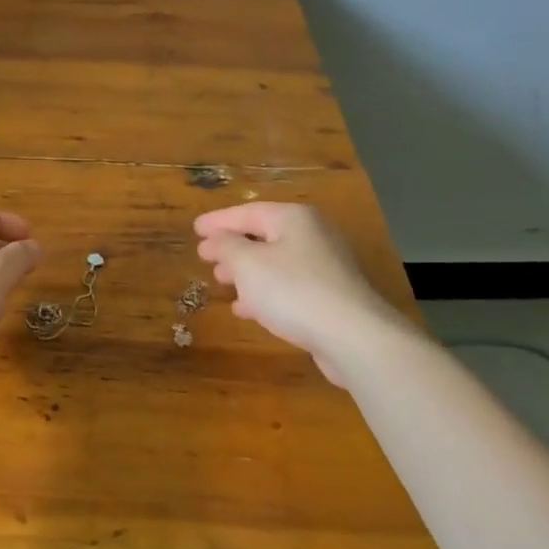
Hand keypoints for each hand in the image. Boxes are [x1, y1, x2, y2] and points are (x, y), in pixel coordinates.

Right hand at [195, 202, 407, 384]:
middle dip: (232, 247)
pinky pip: (288, 286)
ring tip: (221, 282)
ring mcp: (325, 267)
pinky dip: (264, 292)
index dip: (218, 221)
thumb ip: (226, 246)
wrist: (353, 336)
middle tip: (206, 256)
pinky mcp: (331, 296)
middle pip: (263, 235)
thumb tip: (215, 239)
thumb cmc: (294, 291)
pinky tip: (247, 309)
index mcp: (294, 218)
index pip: (247, 212)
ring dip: (246, 272)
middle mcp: (313, 235)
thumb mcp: (248, 264)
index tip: (195, 229)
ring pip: (275, 262)